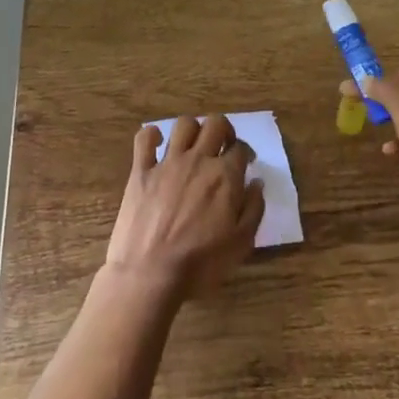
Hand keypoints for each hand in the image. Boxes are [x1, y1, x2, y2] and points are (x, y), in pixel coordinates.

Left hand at [105, 115, 264, 301]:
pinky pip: (144, 139)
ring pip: (184, 125)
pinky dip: (151, 136)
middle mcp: (198, 161)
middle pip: (216, 124)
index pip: (241, 148)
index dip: (246, 153)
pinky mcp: (140, 171)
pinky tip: (156, 144)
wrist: (150, 274)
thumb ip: (254, 209)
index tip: (246, 164)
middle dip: (224, 130)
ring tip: (194, 145)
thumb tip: (257, 183)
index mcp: (225, 176)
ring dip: (193, 129)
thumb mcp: (241, 243)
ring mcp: (167, 163)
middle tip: (223, 147)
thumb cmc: (200, 263)